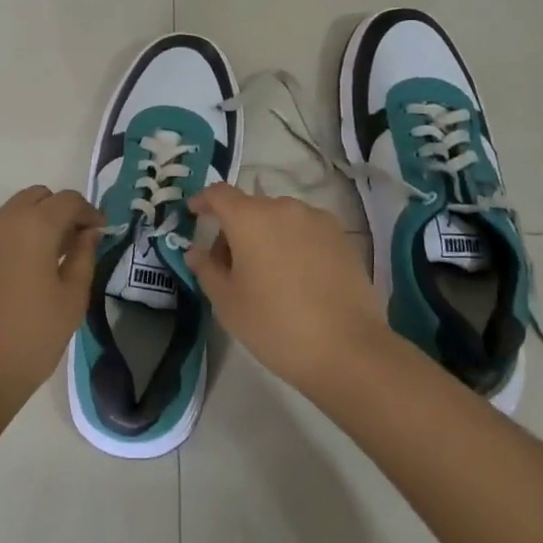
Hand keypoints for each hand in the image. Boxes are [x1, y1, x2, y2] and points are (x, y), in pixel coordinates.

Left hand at [0, 186, 99, 420]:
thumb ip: (83, 259)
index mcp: (37, 228)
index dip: (87, 212)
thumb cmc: (28, 343)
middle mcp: (2, 220)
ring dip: (25, 220)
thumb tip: (88, 232)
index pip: (68, 201)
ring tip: (33, 250)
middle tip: (68, 244)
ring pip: (4, 210)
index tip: (97, 231)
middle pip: (36, 198)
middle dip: (57, 212)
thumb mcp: (71, 304)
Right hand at [187, 184, 391, 392]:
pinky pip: (305, 230)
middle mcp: (283, 207)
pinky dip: (292, 243)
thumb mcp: (228, 303)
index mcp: (249, 218)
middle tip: (229, 266)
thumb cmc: (276, 325)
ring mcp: (316, 219)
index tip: (194, 213)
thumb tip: (196, 251)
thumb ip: (206, 269)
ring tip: (267, 274)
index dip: (203, 200)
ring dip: (266, 235)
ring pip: (279, 218)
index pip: (218, 193)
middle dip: (235, 228)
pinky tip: (297, 277)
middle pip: (250, 207)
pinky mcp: (340, 236)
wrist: (347, 349)